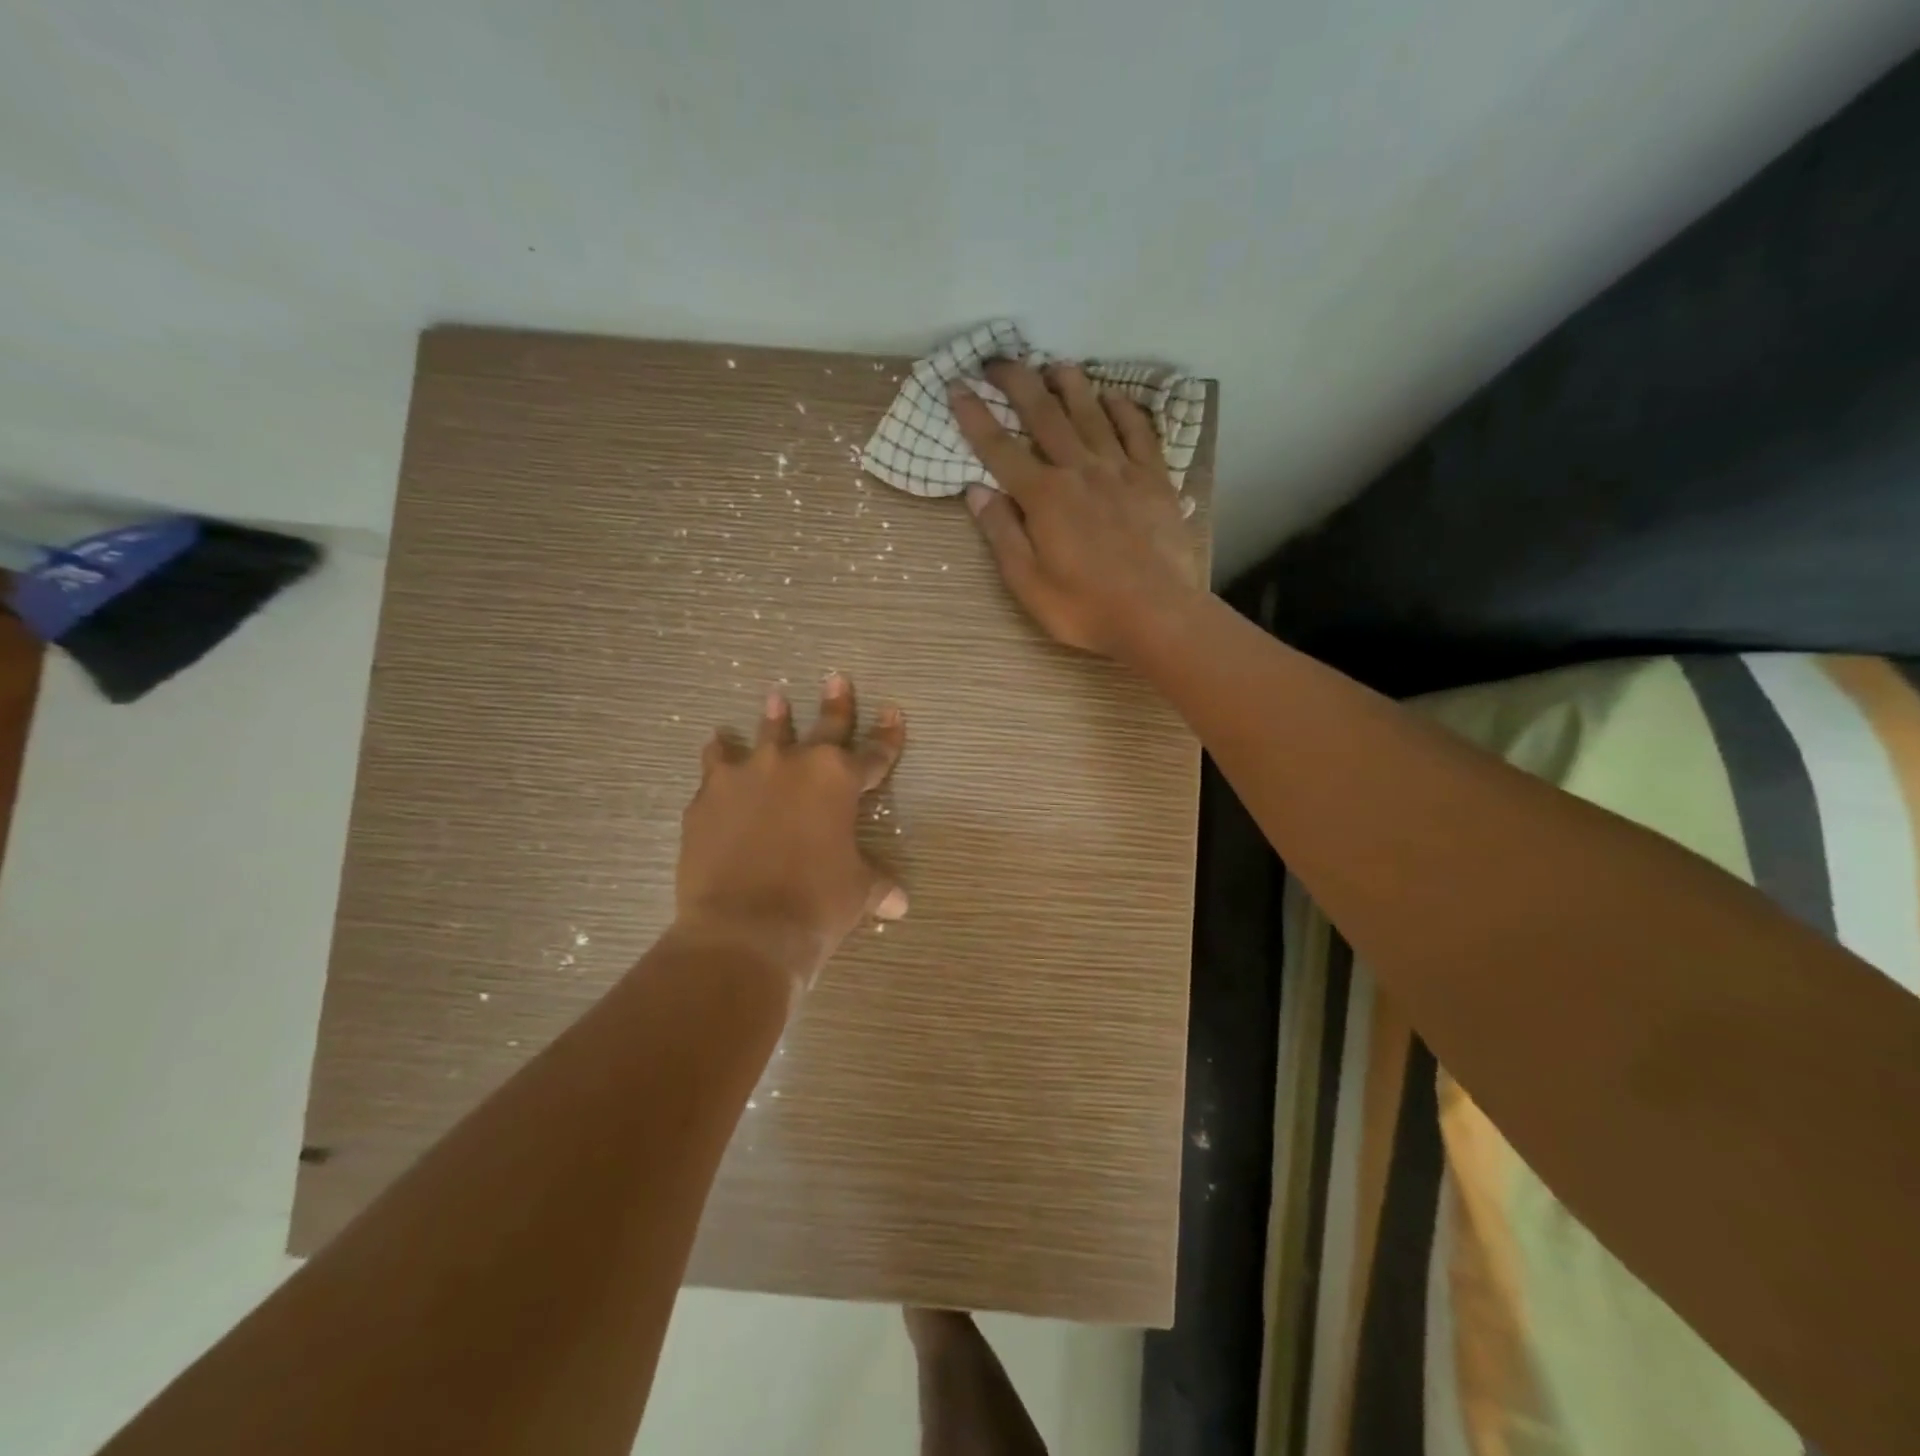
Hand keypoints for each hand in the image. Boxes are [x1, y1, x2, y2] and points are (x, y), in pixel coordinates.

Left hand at [675, 673, 906, 989]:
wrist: (743, 929)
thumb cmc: (816, 905)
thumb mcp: (857, 893)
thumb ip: (877, 886)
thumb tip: (899, 904)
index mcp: (839, 781)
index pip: (874, 754)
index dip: (888, 737)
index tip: (893, 713)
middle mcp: (794, 765)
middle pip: (823, 727)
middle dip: (836, 703)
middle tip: (836, 677)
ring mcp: (747, 776)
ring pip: (764, 734)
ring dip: (773, 717)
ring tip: (774, 697)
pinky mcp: (708, 796)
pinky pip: (715, 765)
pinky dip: (719, 756)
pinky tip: (716, 746)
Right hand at [948, 360, 1204, 659]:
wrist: (1158, 614)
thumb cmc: (1085, 608)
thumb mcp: (1028, 584)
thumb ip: (1002, 534)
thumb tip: (976, 491)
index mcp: (1044, 497)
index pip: (1000, 449)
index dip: (975, 416)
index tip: (957, 387)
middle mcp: (1079, 470)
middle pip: (1044, 415)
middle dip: (1017, 382)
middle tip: (998, 359)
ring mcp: (1121, 471)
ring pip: (1091, 413)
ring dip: (1069, 384)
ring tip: (1053, 364)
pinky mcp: (1154, 480)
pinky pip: (1138, 432)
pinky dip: (1124, 409)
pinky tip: (1113, 397)